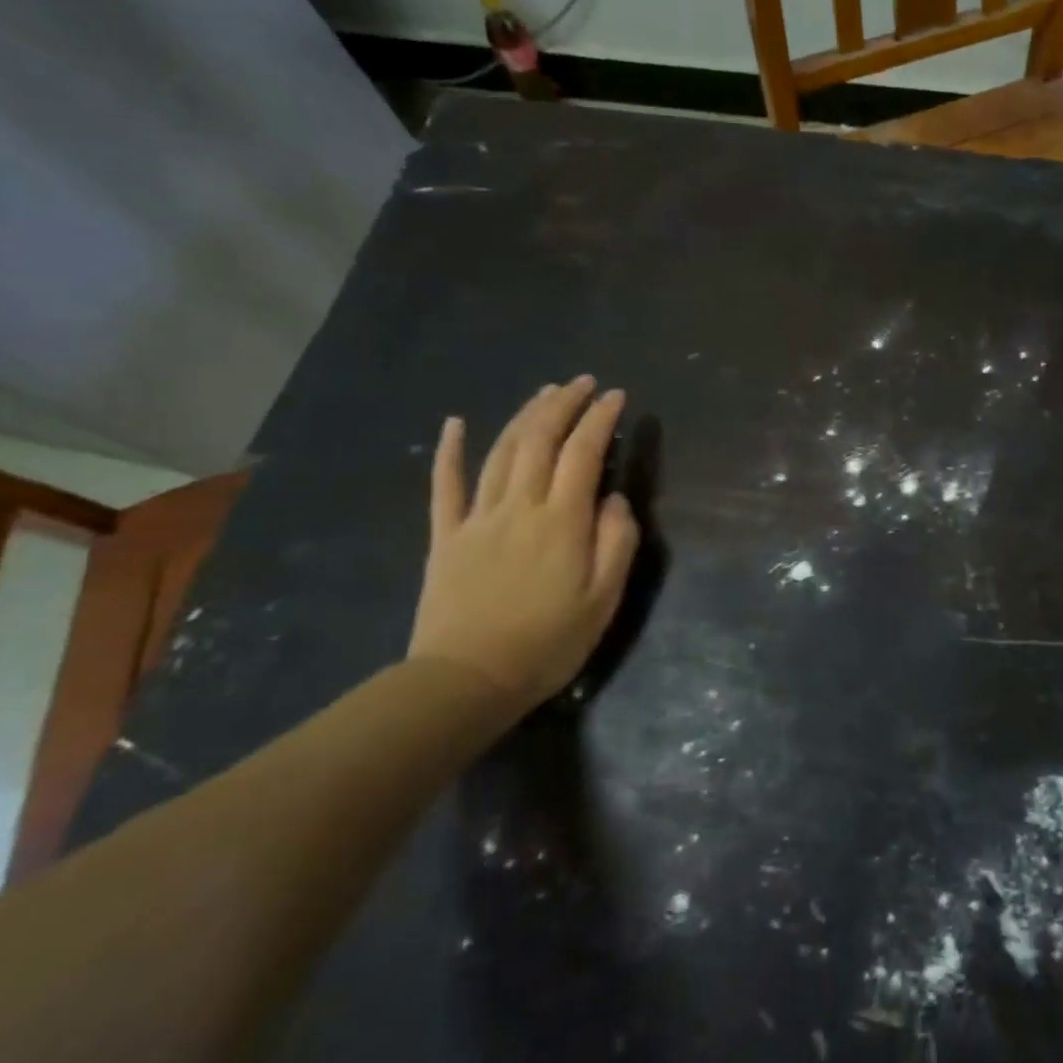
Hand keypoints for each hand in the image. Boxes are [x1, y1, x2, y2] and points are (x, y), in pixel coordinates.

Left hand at [408, 376, 639, 707]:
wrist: (466, 680)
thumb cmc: (548, 643)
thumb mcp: (604, 599)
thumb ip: (616, 542)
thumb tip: (614, 500)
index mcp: (562, 520)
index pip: (584, 453)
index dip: (600, 419)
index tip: (616, 396)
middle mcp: (520, 506)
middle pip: (540, 439)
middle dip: (563, 403)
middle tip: (582, 382)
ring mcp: (477, 517)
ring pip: (501, 451)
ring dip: (525, 415)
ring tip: (544, 392)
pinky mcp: (446, 535)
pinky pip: (445, 485)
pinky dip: (449, 450)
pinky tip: (454, 423)